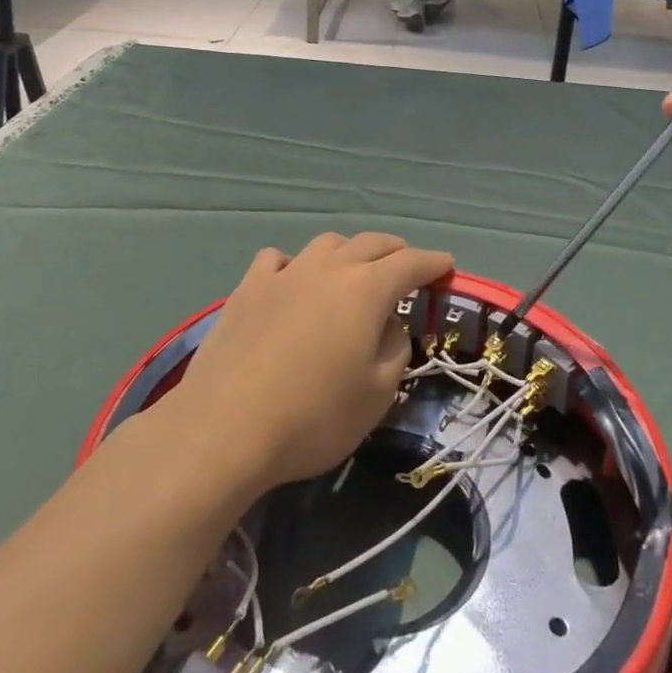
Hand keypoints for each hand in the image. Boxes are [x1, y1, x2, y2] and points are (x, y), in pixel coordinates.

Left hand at [169, 234, 453, 494]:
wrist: (224, 428)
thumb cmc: (313, 417)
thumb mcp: (376, 395)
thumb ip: (394, 351)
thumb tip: (389, 326)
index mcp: (366, 289)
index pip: (411, 263)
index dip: (433, 263)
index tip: (447, 266)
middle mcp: (328, 268)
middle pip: (371, 243)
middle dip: (396, 251)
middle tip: (407, 267)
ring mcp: (284, 274)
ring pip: (326, 244)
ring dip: (348, 252)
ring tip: (351, 273)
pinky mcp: (247, 289)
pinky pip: (278, 260)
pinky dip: (295, 265)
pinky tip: (291, 282)